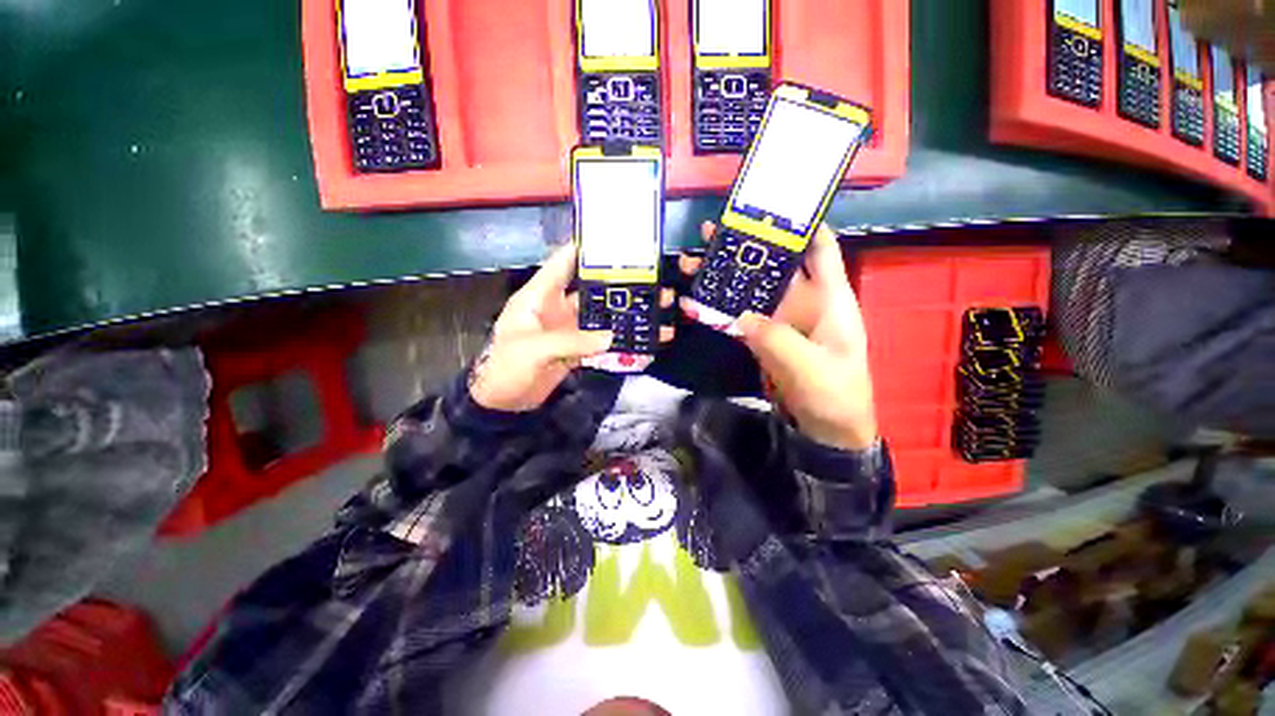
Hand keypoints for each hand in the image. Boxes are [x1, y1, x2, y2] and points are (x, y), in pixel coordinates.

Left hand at [470, 243, 674, 412]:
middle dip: (618, 283)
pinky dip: (620, 338)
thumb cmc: (507, 366)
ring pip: (601, 314)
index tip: (614, 240)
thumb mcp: (533, 348)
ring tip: (655, 306)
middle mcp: (557, 307)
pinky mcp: (577, 348)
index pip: (562, 263)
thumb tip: (611, 337)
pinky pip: (602, 339)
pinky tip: (641, 337)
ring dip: (624, 312)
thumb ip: (572, 341)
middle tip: (650, 277)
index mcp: (539, 296)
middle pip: (591, 288)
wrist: (503, 403)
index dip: (585, 249)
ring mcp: (569, 329)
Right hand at [679, 223, 876, 450]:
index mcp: (830, 298)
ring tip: (693, 261)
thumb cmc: (835, 394)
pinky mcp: (763, 336)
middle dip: (746, 247)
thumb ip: (777, 339)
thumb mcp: (812, 367)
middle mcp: (804, 301)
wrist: (825, 429)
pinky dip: (718, 309)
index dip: (802, 224)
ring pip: (751, 289)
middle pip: (774, 265)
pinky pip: (738, 316)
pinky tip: (695, 300)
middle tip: (713, 231)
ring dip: (724, 276)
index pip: (821, 250)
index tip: (772, 206)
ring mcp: (780, 319)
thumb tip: (742, 316)